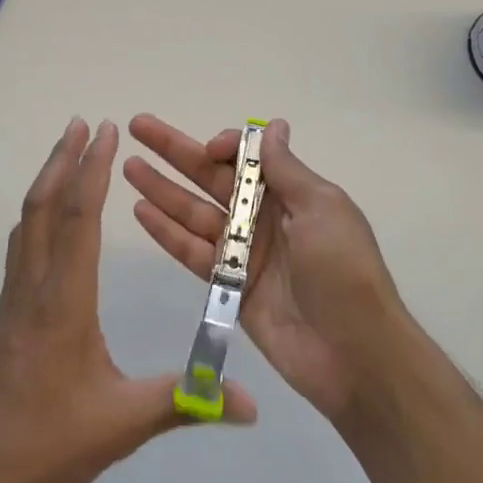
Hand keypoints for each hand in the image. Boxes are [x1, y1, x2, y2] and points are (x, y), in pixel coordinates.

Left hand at [0, 119, 255, 482]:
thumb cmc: (47, 444)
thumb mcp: (122, 425)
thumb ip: (186, 404)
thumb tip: (251, 403)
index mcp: (64, 300)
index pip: (79, 218)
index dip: (93, 169)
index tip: (105, 131)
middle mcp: (34, 286)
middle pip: (44, 206)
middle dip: (63, 159)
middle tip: (81, 122)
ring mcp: (14, 300)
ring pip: (27, 223)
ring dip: (46, 182)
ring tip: (64, 155)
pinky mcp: (6, 316)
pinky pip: (21, 247)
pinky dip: (37, 215)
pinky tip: (46, 224)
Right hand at [126, 116, 409, 425]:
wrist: (354, 356)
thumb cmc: (344, 272)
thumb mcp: (323, 209)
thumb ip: (286, 169)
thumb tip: (272, 125)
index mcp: (291, 195)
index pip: (246, 159)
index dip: (223, 146)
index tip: (209, 149)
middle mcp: (262, 218)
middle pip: (210, 177)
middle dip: (175, 151)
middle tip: (137, 126)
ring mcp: (243, 252)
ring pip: (193, 211)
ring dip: (161, 188)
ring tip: (128, 167)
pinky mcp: (228, 285)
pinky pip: (191, 251)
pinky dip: (166, 231)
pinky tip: (140, 211)